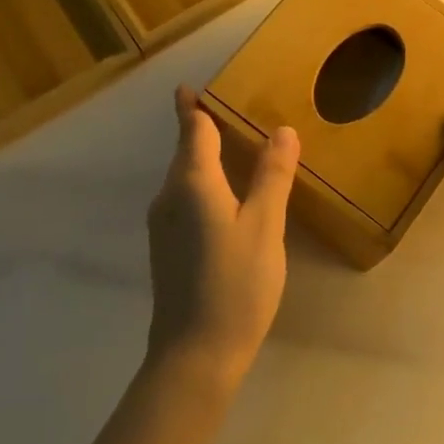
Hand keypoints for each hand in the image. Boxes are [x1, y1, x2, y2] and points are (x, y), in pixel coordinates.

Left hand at [145, 86, 300, 384]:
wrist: (193, 357)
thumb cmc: (235, 285)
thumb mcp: (264, 227)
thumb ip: (272, 176)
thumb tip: (281, 130)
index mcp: (192, 182)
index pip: (192, 129)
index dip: (192, 106)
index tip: (190, 86)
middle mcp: (169, 196)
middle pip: (185, 150)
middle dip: (200, 127)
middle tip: (228, 109)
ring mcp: (162, 224)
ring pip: (184, 177)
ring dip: (202, 156)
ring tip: (232, 146)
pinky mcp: (165, 247)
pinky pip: (184, 198)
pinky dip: (202, 183)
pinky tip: (224, 196)